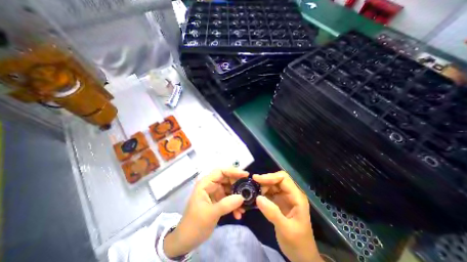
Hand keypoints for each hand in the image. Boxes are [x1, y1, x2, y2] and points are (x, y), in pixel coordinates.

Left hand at [162, 168, 247, 257]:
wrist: (186, 240)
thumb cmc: (194, 224)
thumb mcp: (210, 214)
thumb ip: (226, 204)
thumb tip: (242, 197)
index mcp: (205, 183)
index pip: (221, 171)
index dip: (233, 171)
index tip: (245, 175)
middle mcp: (211, 185)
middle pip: (227, 179)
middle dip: (238, 185)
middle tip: (247, 191)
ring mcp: (215, 193)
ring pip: (230, 189)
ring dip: (238, 197)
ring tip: (244, 206)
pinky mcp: (218, 200)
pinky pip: (229, 198)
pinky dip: (235, 204)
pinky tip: (239, 214)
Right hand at [254, 171, 322, 261]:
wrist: (302, 256)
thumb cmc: (298, 244)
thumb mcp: (286, 230)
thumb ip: (273, 213)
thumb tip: (258, 197)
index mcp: (297, 197)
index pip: (283, 179)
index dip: (270, 177)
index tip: (256, 179)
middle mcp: (291, 194)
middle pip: (277, 180)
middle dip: (265, 181)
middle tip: (253, 187)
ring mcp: (285, 197)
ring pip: (272, 185)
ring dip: (262, 187)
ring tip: (253, 193)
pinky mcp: (279, 202)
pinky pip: (269, 193)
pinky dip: (262, 193)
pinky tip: (255, 197)